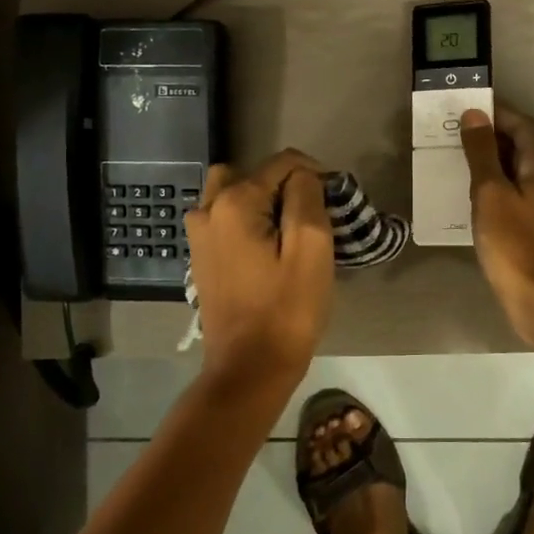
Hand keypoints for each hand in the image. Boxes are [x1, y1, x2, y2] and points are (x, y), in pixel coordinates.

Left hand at [185, 149, 334, 379]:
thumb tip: (302, 176)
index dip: (314, 174)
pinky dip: (248, 220)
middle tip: (308, 213)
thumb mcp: (312, 247)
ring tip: (289, 230)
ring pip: (233, 194)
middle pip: (251, 174)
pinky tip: (268, 248)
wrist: (248, 369)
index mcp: (234, 202)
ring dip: (262, 201)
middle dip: (283, 184)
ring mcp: (199, 235)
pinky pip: (224, 219)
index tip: (335, 202)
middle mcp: (207, 209)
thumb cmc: (286, 309)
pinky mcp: (201, 257)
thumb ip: (306, 196)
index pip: (282, 164)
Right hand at [459, 105, 533, 342]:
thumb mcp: (492, 193)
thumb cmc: (516, 244)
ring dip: (488, 159)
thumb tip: (474, 114)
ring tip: (454, 156)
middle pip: (520, 144)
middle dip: (489, 133)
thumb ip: (482, 153)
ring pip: (515, 169)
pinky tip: (468, 193)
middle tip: (452, 130)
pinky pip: (512, 192)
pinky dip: (492, 184)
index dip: (496, 111)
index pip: (522, 124)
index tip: (465, 106)